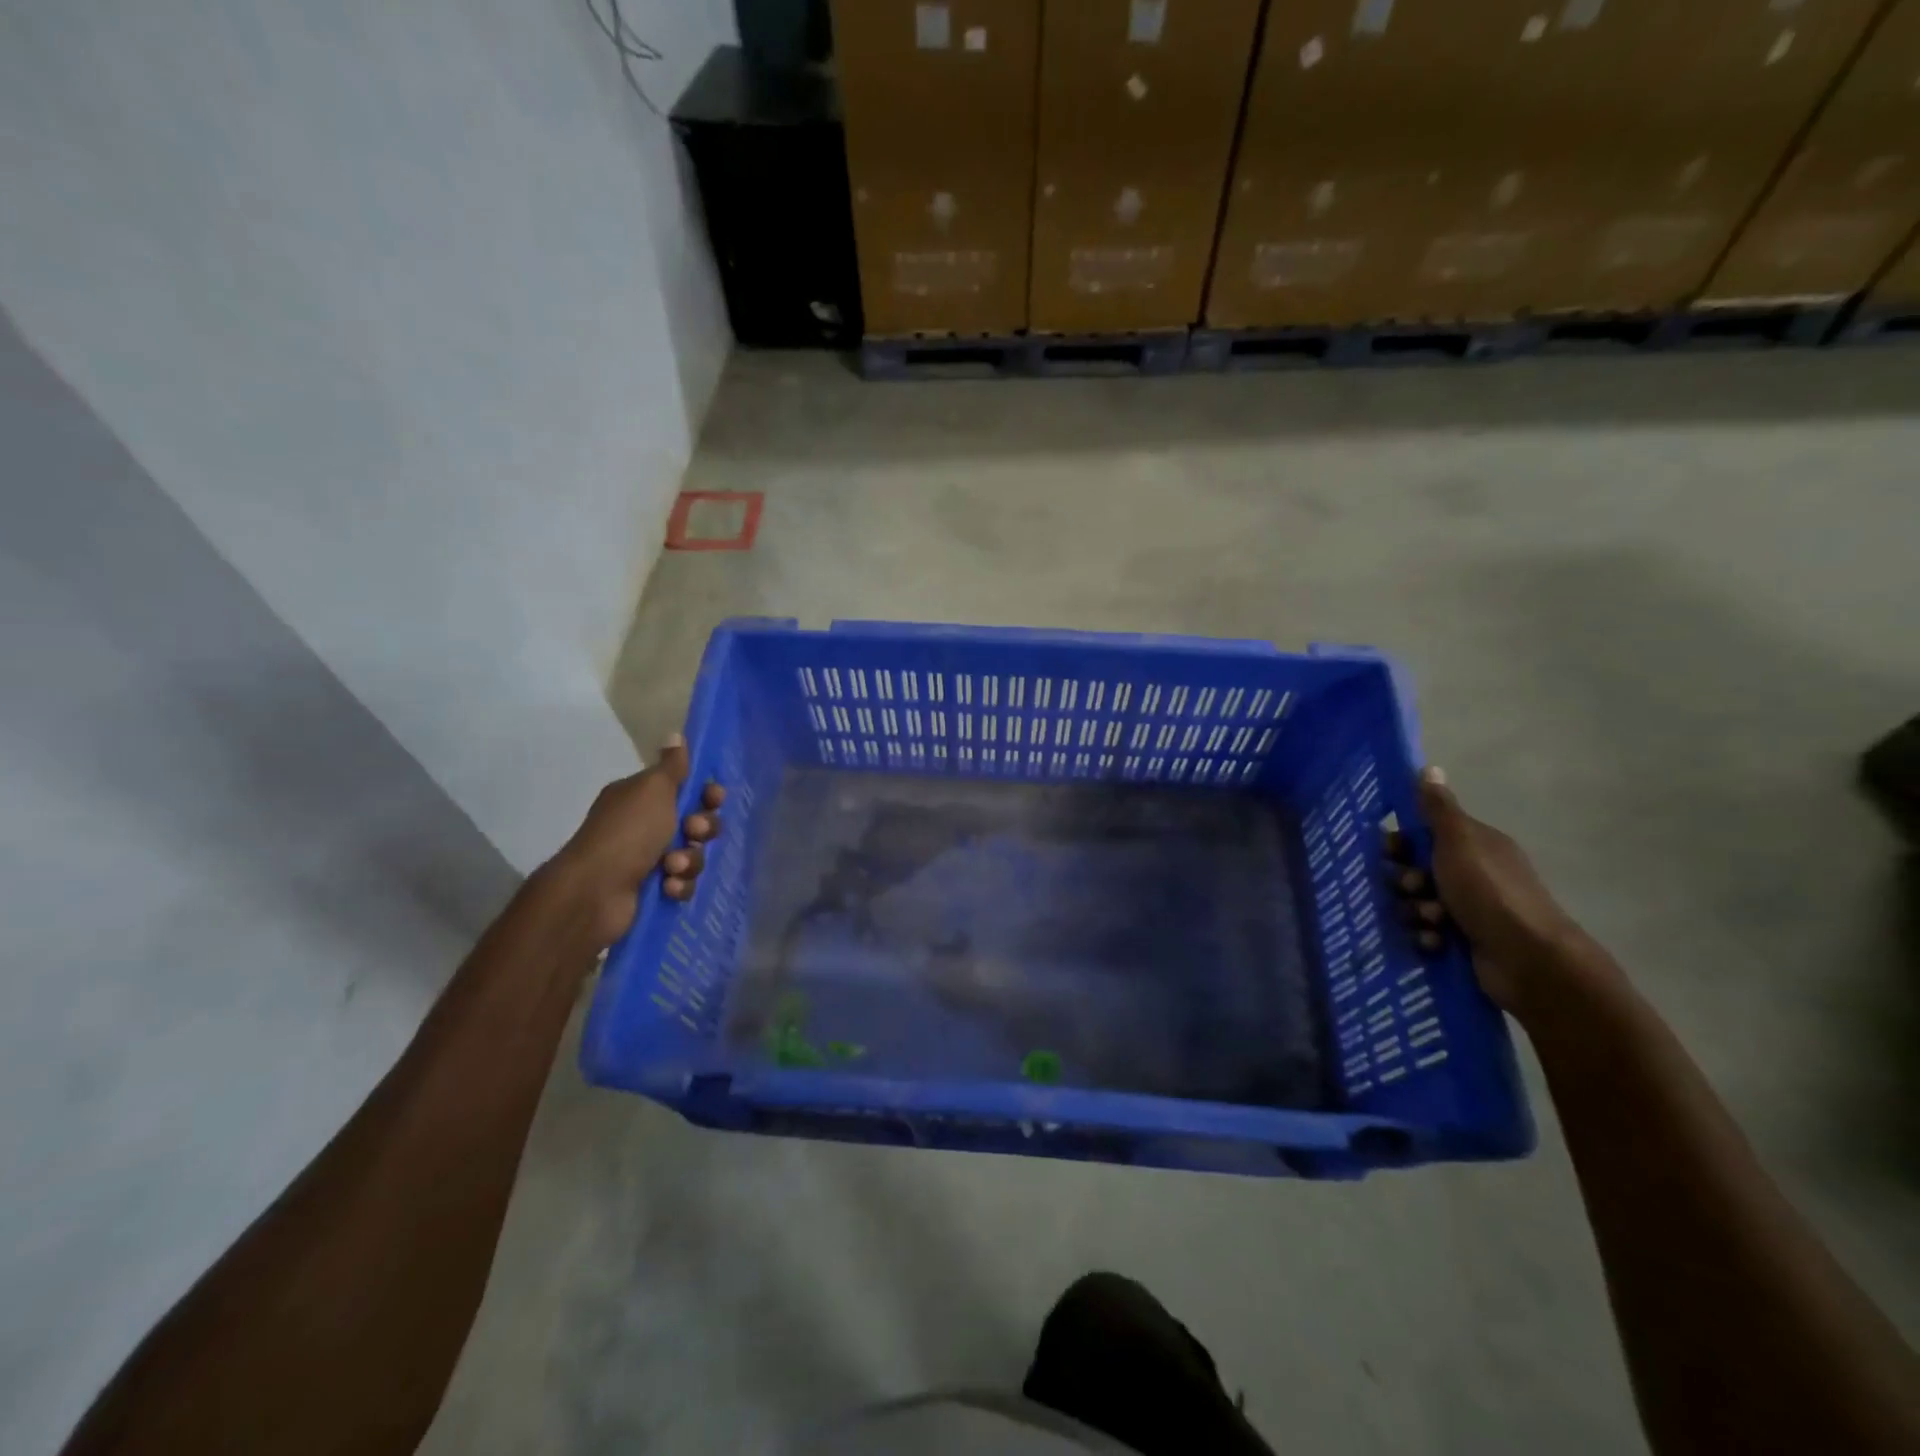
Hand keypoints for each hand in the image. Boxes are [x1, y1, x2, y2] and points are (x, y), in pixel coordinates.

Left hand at [550, 735, 725, 949]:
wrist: (595, 892)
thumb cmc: (628, 832)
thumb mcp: (653, 789)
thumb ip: (672, 766)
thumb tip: (675, 735)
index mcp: (641, 797)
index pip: (686, 789)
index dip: (706, 794)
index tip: (714, 799)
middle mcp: (643, 825)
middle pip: (695, 822)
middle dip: (702, 829)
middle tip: (692, 832)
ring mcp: (647, 859)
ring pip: (692, 854)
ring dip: (690, 860)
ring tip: (672, 867)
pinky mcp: (652, 889)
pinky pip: (682, 883)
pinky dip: (678, 885)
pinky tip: (667, 887)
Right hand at [1387, 767, 1584, 1015]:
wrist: (1528, 959)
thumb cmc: (1489, 892)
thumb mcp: (1459, 842)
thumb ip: (1438, 809)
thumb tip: (1429, 768)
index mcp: (1474, 845)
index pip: (1423, 834)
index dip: (1401, 842)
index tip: (1390, 852)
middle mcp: (1472, 873)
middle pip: (1415, 870)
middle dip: (1406, 881)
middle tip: (1414, 888)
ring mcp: (1468, 909)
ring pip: (1416, 903)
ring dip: (1415, 911)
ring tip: (1431, 921)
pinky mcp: (1464, 941)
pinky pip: (1427, 932)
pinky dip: (1426, 937)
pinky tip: (1434, 942)